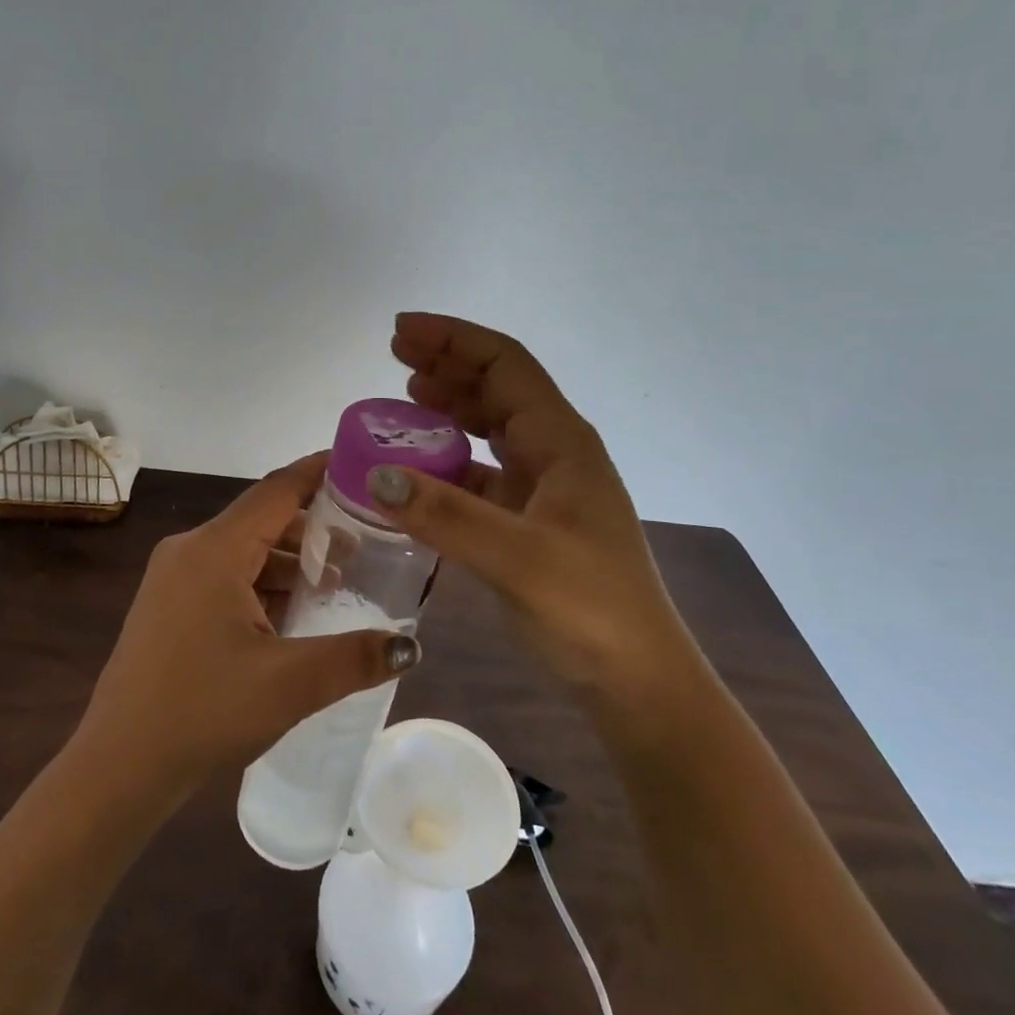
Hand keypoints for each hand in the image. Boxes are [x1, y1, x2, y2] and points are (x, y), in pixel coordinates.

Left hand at [73, 453, 420, 799]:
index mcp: (214, 550)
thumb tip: (410, 646)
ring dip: (289, 563)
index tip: (360, 464)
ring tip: (337, 582)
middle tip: (365, 541)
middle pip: (262, 520)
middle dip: (313, 528)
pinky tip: (291, 615)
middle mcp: (189, 550)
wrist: (118, 767)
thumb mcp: (289, 683)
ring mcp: (173, 579)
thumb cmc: (203, 711)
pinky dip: (262, 585)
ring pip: (243, 552)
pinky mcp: (168, 606)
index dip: (319, 473)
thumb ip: (354, 658)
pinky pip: (224, 577)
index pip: (277, 490)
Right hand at [367, 313, 709, 734]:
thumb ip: (446, 515)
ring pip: (491, 427)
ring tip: (406, 394)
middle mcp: (556, 453)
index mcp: (562, 442)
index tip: (401, 332)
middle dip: (447, 363)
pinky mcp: (532, 521)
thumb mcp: (517, 559)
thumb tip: (375, 475)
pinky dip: (450, 459)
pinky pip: (484, 472)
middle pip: (498, 387)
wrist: (638, 683)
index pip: (505, 364)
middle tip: (394, 355)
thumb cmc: (590, 611)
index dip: (453, 339)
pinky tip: (422, 468)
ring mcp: (546, 488)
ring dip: (450, 404)